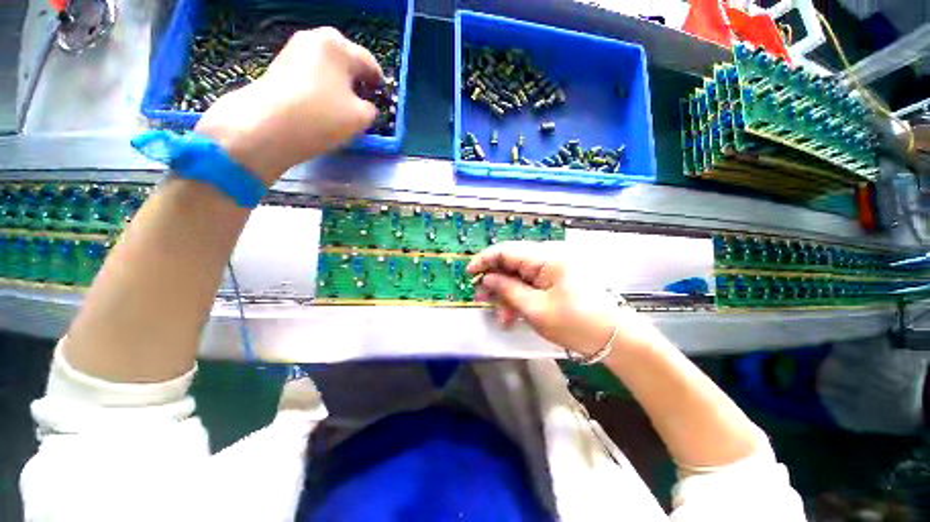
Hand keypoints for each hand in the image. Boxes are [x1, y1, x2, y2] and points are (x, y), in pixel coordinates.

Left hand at [195, 27, 383, 184]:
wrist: (267, 126)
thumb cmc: (322, 116)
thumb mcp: (361, 118)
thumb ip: (372, 110)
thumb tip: (367, 107)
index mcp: (338, 45)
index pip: (369, 63)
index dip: (379, 84)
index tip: (382, 99)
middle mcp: (315, 39)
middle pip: (346, 61)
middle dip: (357, 82)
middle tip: (363, 104)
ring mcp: (293, 50)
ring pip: (328, 68)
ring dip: (339, 85)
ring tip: (342, 108)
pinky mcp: (279, 66)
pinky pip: (311, 74)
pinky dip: (321, 88)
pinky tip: (321, 106)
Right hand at [468, 241, 625, 355]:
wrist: (617, 339)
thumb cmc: (577, 323)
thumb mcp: (535, 309)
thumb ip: (507, 290)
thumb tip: (487, 278)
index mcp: (547, 257)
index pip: (506, 250)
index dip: (484, 260)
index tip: (468, 273)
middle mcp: (550, 257)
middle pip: (512, 263)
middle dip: (495, 282)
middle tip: (482, 299)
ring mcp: (555, 269)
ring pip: (520, 276)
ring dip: (507, 294)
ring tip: (502, 317)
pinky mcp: (558, 280)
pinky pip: (532, 284)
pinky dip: (520, 298)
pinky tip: (514, 315)